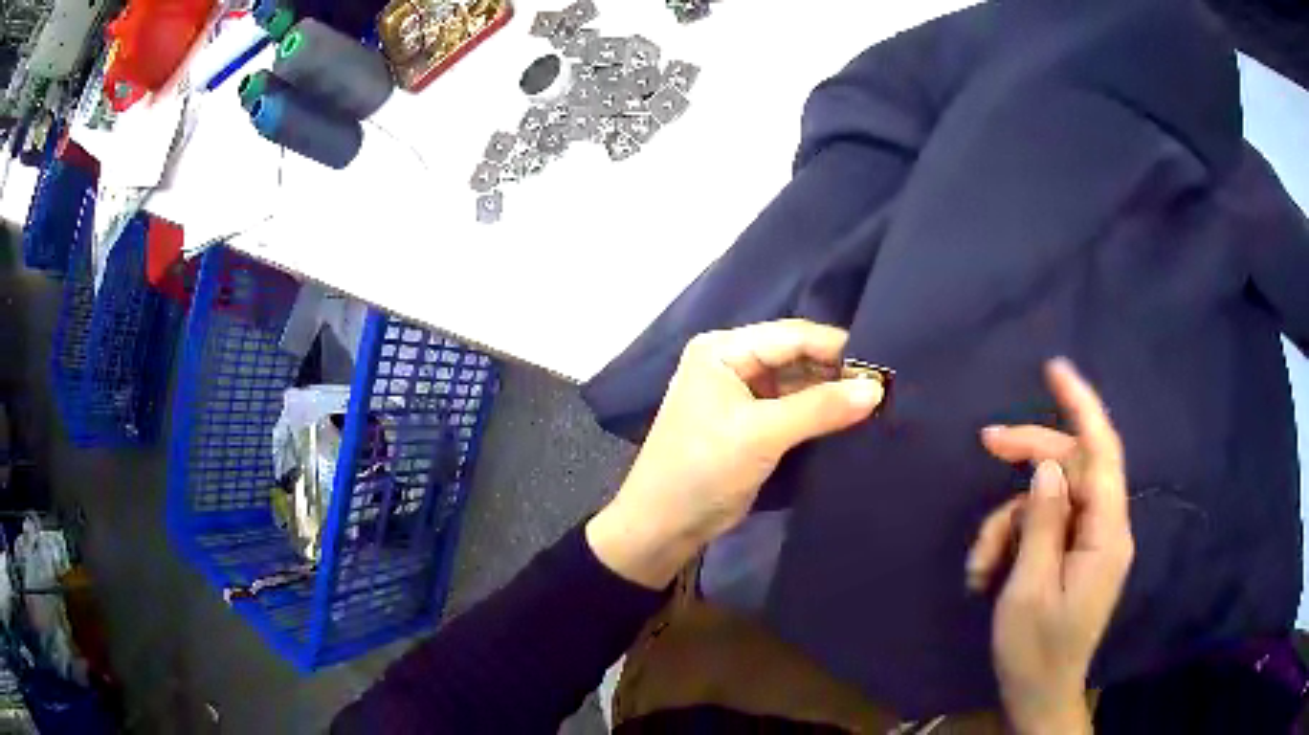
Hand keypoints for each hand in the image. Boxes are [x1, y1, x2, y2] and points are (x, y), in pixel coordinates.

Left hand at [587, 319, 884, 588]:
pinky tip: (852, 418)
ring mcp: (742, 393)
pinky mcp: (752, 423)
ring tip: (878, 401)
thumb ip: (820, 408)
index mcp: (723, 350)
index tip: (884, 364)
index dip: (837, 348)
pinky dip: (819, 413)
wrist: (664, 525)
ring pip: (798, 383)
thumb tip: (876, 389)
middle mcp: (732, 362)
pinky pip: (793, 407)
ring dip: (831, 393)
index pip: (792, 335)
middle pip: (797, 356)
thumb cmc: (703, 468)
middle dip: (837, 371)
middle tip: (886, 386)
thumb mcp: (762, 434)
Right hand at [966, 359, 1134, 734]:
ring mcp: (1091, 541)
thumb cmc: (1036, 650)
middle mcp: (1106, 527)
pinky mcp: (1075, 555)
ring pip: (1049, 500)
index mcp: (1106, 533)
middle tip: (985, 445)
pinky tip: (986, 572)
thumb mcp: (1029, 588)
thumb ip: (1043, 523)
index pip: (1101, 451)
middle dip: (1028, 457)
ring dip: (1008, 522)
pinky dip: (1013, 541)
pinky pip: (1045, 526)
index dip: (1082, 405)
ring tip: (978, 566)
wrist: (1041, 695)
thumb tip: (1045, 468)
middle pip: (1072, 467)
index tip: (1054, 369)